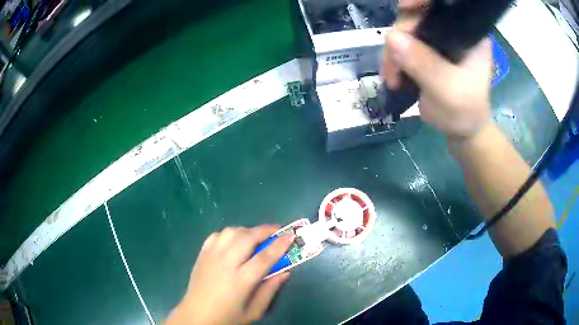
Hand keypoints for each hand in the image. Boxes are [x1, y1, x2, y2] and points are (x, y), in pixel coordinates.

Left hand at [165, 225, 294, 324]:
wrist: (196, 315)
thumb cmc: (228, 317)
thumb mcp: (254, 311)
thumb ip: (270, 290)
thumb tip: (285, 271)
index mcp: (240, 281)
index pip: (264, 257)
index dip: (279, 245)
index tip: (291, 235)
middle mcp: (225, 264)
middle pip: (247, 238)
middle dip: (264, 230)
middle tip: (276, 230)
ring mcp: (211, 256)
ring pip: (231, 232)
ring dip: (246, 231)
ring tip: (255, 238)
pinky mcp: (202, 254)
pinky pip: (217, 235)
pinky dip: (229, 234)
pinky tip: (233, 242)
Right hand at [381, 0, 492, 140]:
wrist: (461, 130)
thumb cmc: (464, 112)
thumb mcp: (448, 90)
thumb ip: (424, 64)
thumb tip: (391, 38)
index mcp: (468, 33)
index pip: (444, 3)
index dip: (422, 0)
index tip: (404, 7)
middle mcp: (451, 30)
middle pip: (418, 15)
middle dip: (401, 37)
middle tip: (394, 65)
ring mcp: (436, 39)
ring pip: (404, 30)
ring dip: (392, 52)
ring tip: (393, 78)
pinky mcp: (425, 50)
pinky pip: (401, 44)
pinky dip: (392, 58)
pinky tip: (393, 76)